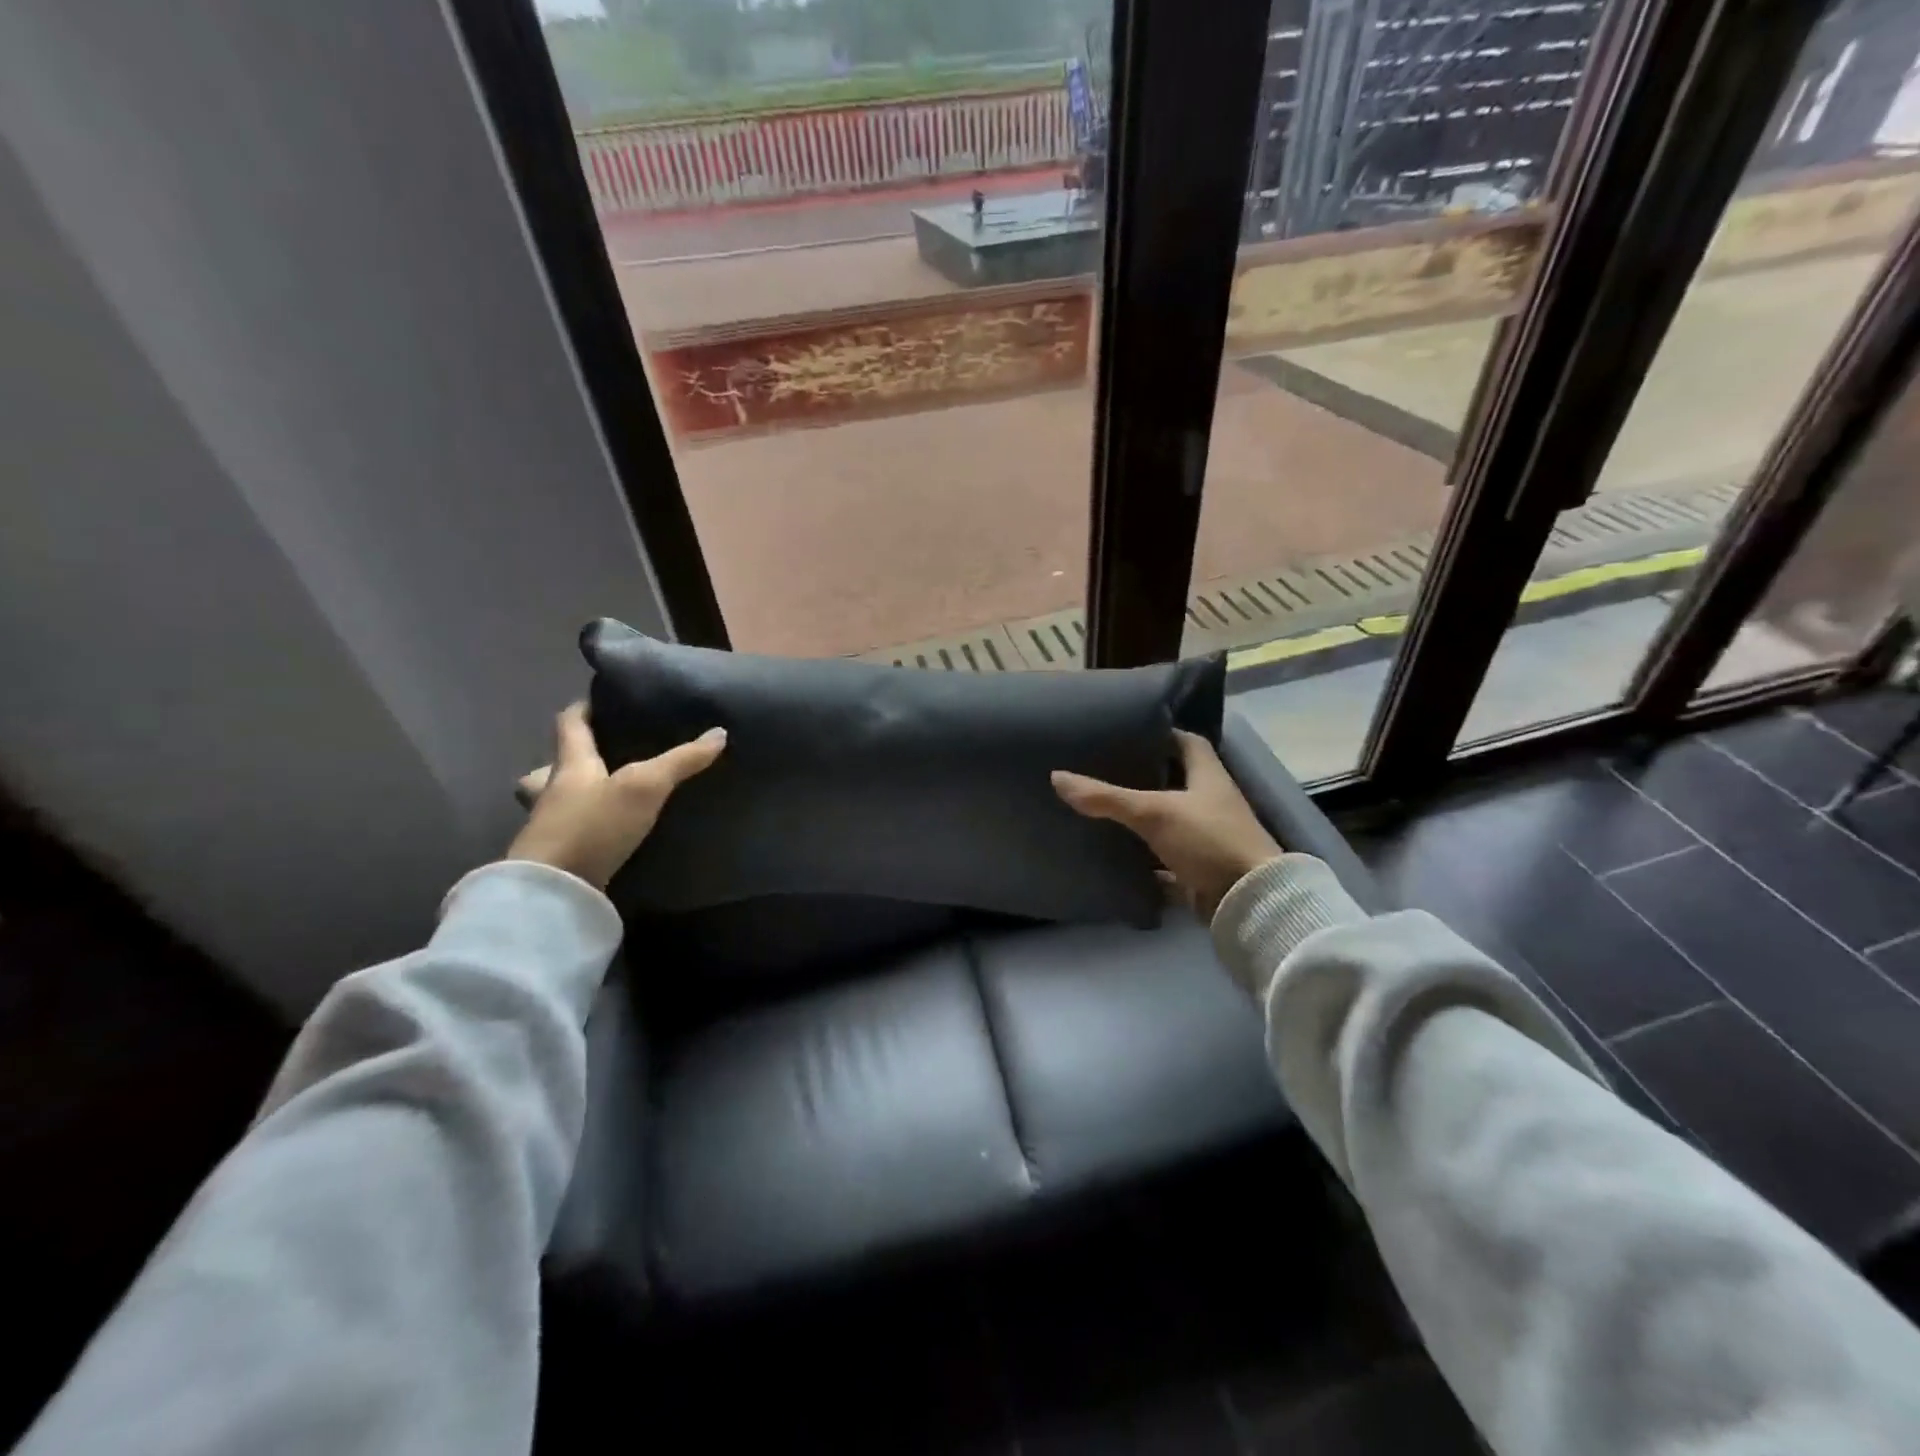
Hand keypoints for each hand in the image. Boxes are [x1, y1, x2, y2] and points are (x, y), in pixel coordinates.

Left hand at [506, 702, 724, 889]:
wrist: (553, 893)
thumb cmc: (593, 826)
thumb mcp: (645, 786)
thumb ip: (681, 760)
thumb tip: (719, 733)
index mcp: (570, 764)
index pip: (569, 723)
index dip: (583, 708)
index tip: (600, 699)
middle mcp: (552, 790)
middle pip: (553, 765)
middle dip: (571, 759)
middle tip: (602, 758)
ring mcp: (549, 827)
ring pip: (557, 801)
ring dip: (575, 796)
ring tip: (608, 798)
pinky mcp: (556, 857)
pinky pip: (570, 832)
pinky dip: (585, 827)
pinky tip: (608, 833)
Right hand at [1052, 730, 1280, 921]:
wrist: (1249, 902)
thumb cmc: (1208, 840)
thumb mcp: (1153, 813)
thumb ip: (1105, 797)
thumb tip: (1057, 776)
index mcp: (1208, 777)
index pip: (1187, 742)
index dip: (1161, 734)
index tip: (1128, 733)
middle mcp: (1210, 803)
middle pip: (1174, 781)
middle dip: (1143, 776)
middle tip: (1103, 769)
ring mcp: (1206, 839)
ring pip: (1168, 822)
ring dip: (1141, 819)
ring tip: (1100, 809)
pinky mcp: (1200, 871)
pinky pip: (1166, 862)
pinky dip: (1144, 861)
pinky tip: (1115, 856)